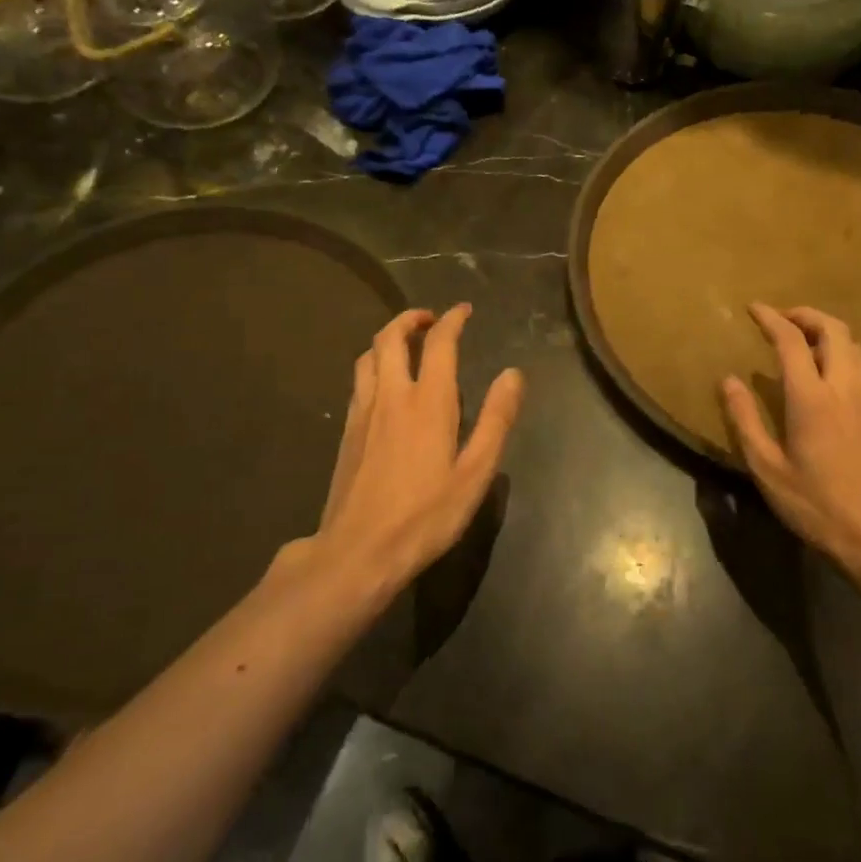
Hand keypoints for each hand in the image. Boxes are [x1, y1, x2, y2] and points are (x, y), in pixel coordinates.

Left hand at [279, 305, 523, 603]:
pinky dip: (373, 365)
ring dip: (387, 339)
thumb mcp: (475, 472)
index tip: (464, 310)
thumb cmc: (426, 515)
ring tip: (406, 344)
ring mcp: (363, 412)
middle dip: (410, 319)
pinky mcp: (347, 432)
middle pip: (391, 338)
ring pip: (368, 356)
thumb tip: (513, 374)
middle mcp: (391, 396)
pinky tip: (384, 385)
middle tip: (431, 319)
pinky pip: (359, 381)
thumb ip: (496, 419)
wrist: (358, 551)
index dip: (452, 320)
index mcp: (428, 402)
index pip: (439, 344)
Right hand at [721, 305, 860, 587]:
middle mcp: (844, 389)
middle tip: (780, 318)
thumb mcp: (768, 470)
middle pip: (834, 329)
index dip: (771, 319)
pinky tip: (823, 373)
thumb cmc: (818, 506)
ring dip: (827, 330)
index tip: (753, 308)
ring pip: (853, 345)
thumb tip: (728, 381)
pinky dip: (840, 352)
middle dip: (805, 314)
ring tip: (801, 340)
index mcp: (812, 399)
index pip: (792, 341)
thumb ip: (746, 421)